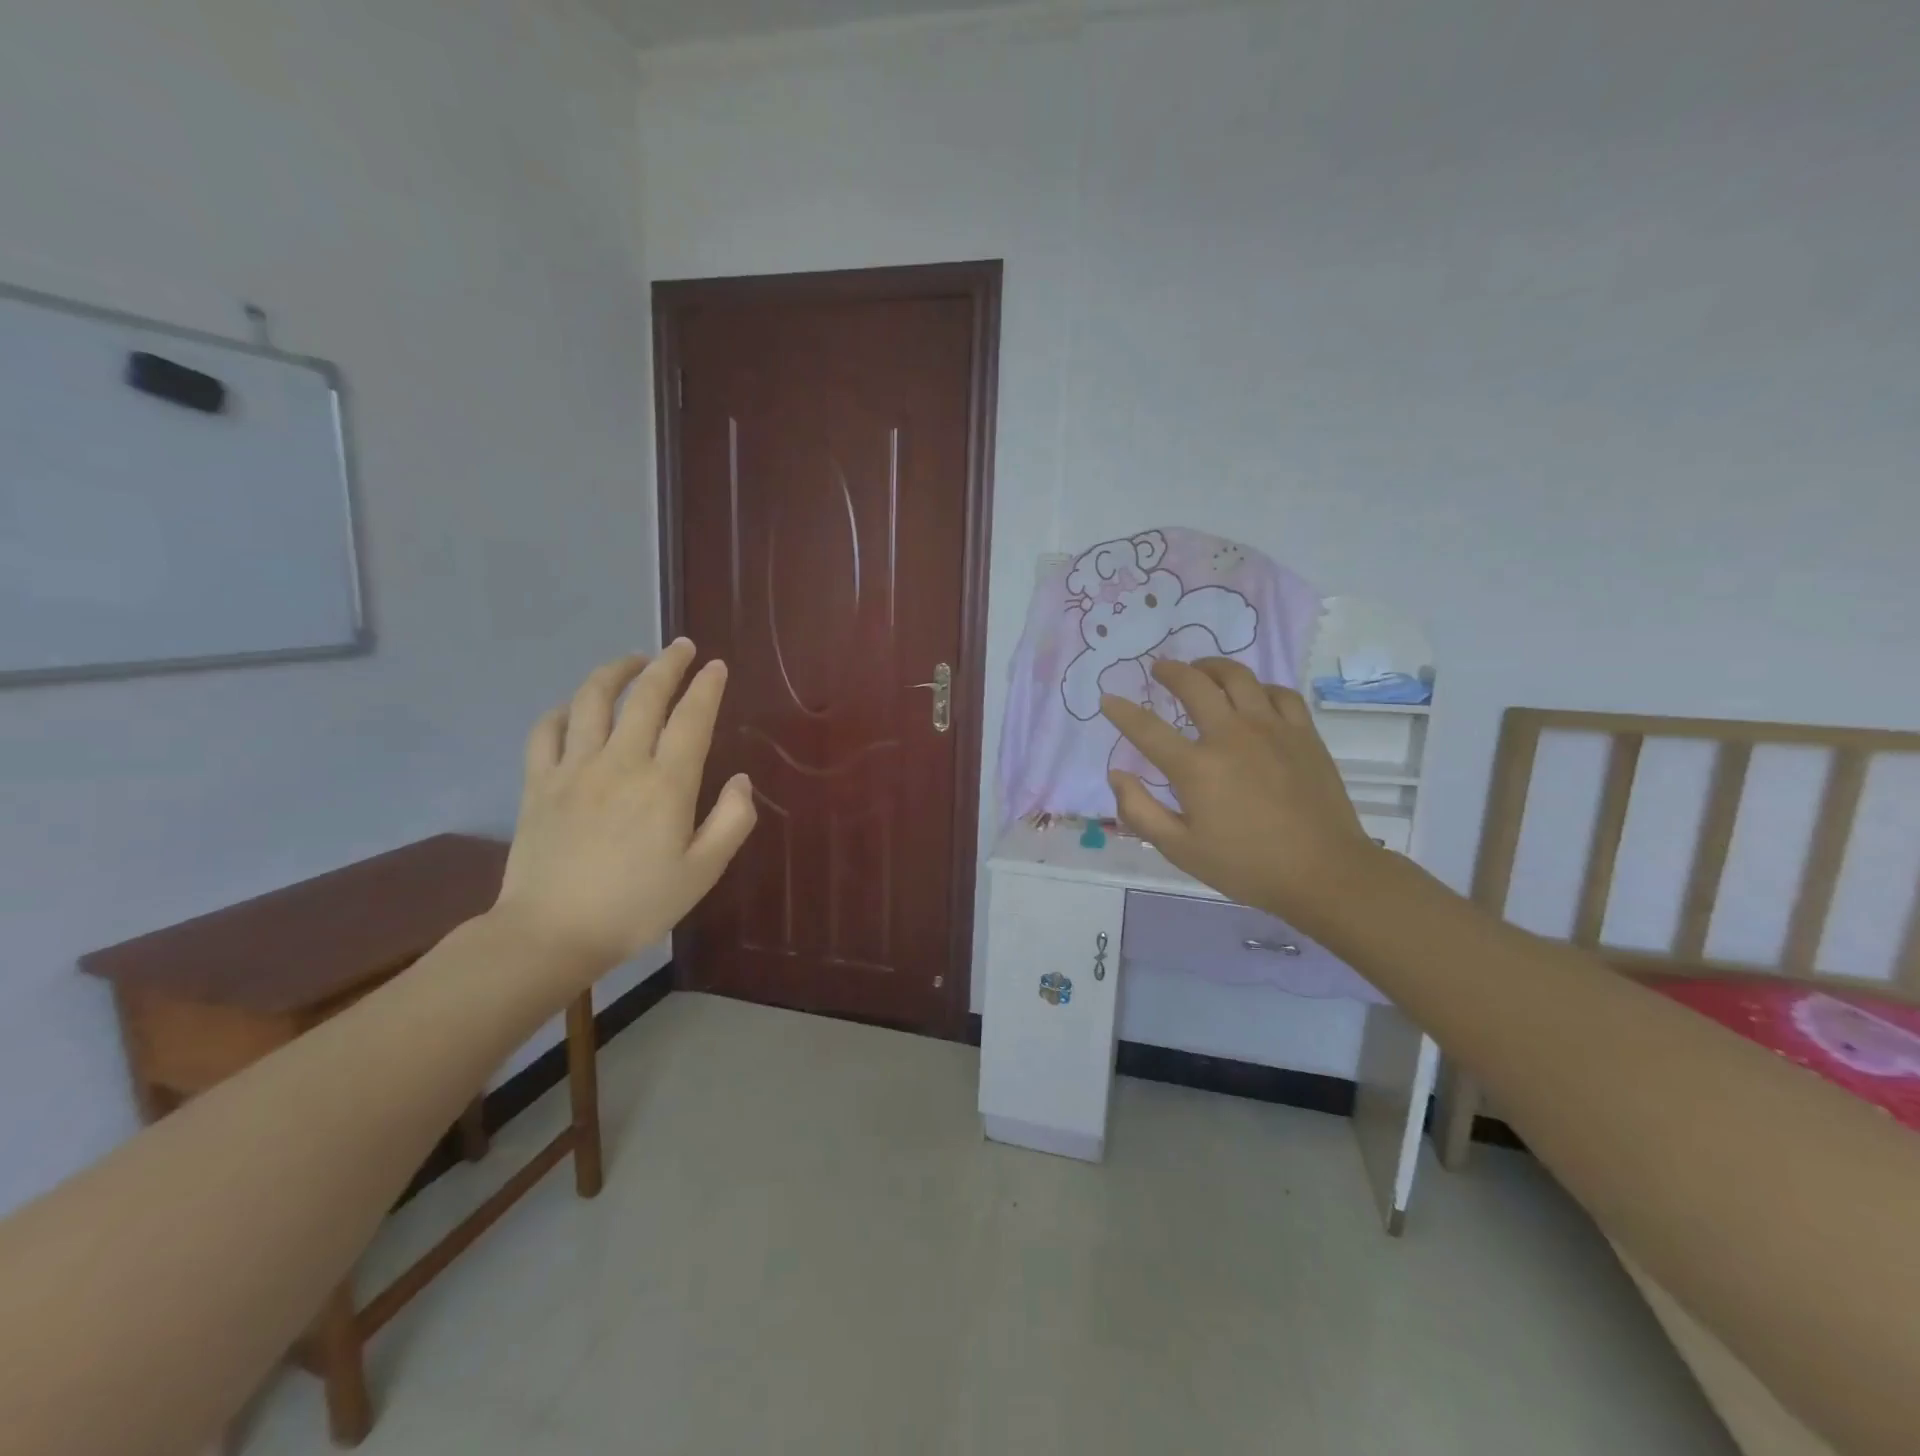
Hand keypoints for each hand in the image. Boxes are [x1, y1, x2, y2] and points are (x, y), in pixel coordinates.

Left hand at [494, 641, 756, 974]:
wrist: (552, 934)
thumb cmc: (637, 906)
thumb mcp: (703, 873)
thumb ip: (731, 822)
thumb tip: (742, 781)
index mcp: (666, 785)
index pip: (692, 719)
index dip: (706, 688)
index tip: (716, 666)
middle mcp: (621, 763)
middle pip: (645, 697)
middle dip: (667, 665)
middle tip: (681, 647)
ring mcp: (574, 769)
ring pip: (592, 701)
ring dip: (615, 672)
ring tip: (631, 660)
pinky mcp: (538, 783)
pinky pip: (545, 731)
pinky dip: (562, 710)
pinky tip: (574, 707)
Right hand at [1101, 658, 1378, 931]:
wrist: (1324, 872)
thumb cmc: (1246, 866)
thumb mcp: (1180, 850)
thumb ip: (1140, 811)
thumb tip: (1117, 775)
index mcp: (1196, 767)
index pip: (1147, 729)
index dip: (1122, 711)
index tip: (1108, 699)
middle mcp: (1230, 736)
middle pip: (1194, 685)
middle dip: (1170, 671)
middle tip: (1159, 668)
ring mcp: (1271, 729)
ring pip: (1238, 677)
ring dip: (1212, 667)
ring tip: (1201, 669)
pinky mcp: (1303, 733)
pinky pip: (1279, 692)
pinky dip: (1259, 687)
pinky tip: (1253, 695)